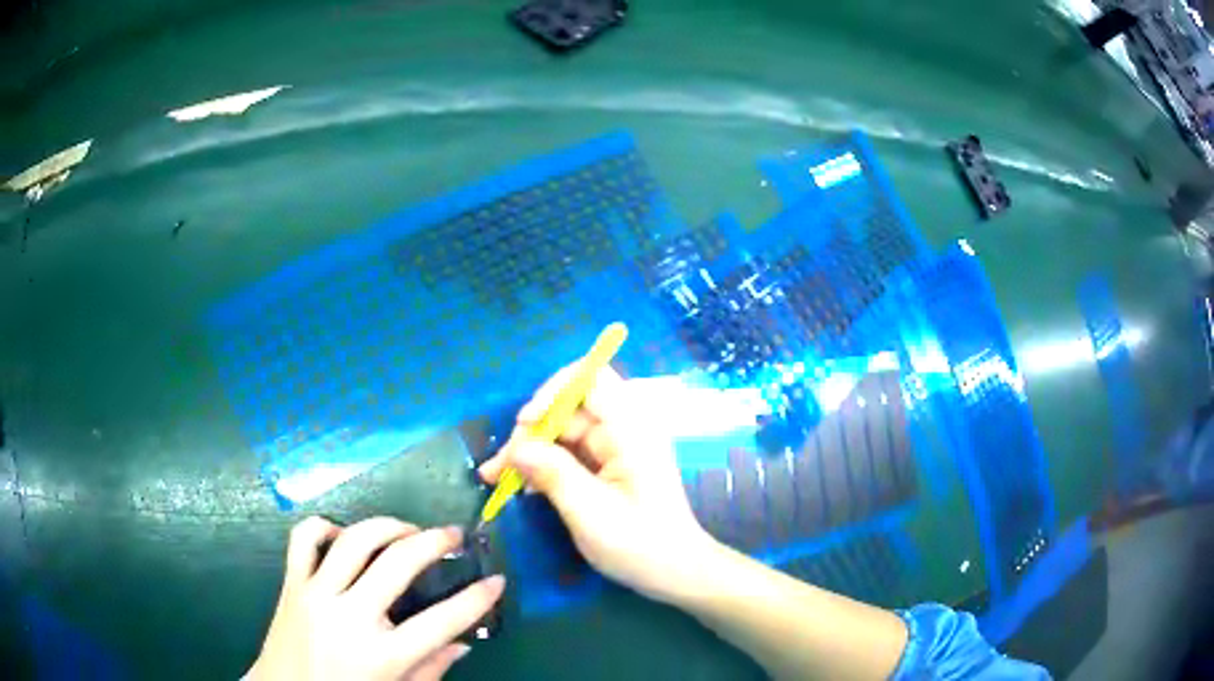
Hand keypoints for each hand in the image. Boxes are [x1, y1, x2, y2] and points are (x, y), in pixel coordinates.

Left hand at [248, 517, 504, 680]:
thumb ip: (432, 669)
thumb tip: (463, 643)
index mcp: (382, 655)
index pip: (442, 621)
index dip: (476, 599)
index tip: (496, 580)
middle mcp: (349, 617)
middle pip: (398, 563)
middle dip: (434, 541)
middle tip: (454, 535)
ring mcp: (316, 594)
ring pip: (354, 540)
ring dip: (388, 525)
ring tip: (408, 529)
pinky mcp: (291, 583)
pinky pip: (304, 538)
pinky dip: (326, 526)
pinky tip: (344, 536)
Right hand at [479, 364, 715, 602]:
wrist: (676, 573)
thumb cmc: (639, 545)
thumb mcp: (590, 512)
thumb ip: (552, 473)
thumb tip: (516, 448)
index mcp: (629, 429)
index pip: (591, 378)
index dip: (553, 391)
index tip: (525, 423)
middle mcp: (622, 430)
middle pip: (567, 409)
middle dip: (529, 431)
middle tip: (498, 468)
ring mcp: (614, 449)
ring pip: (562, 433)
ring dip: (528, 450)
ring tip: (495, 478)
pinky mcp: (607, 468)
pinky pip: (568, 454)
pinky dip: (542, 466)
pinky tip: (519, 486)